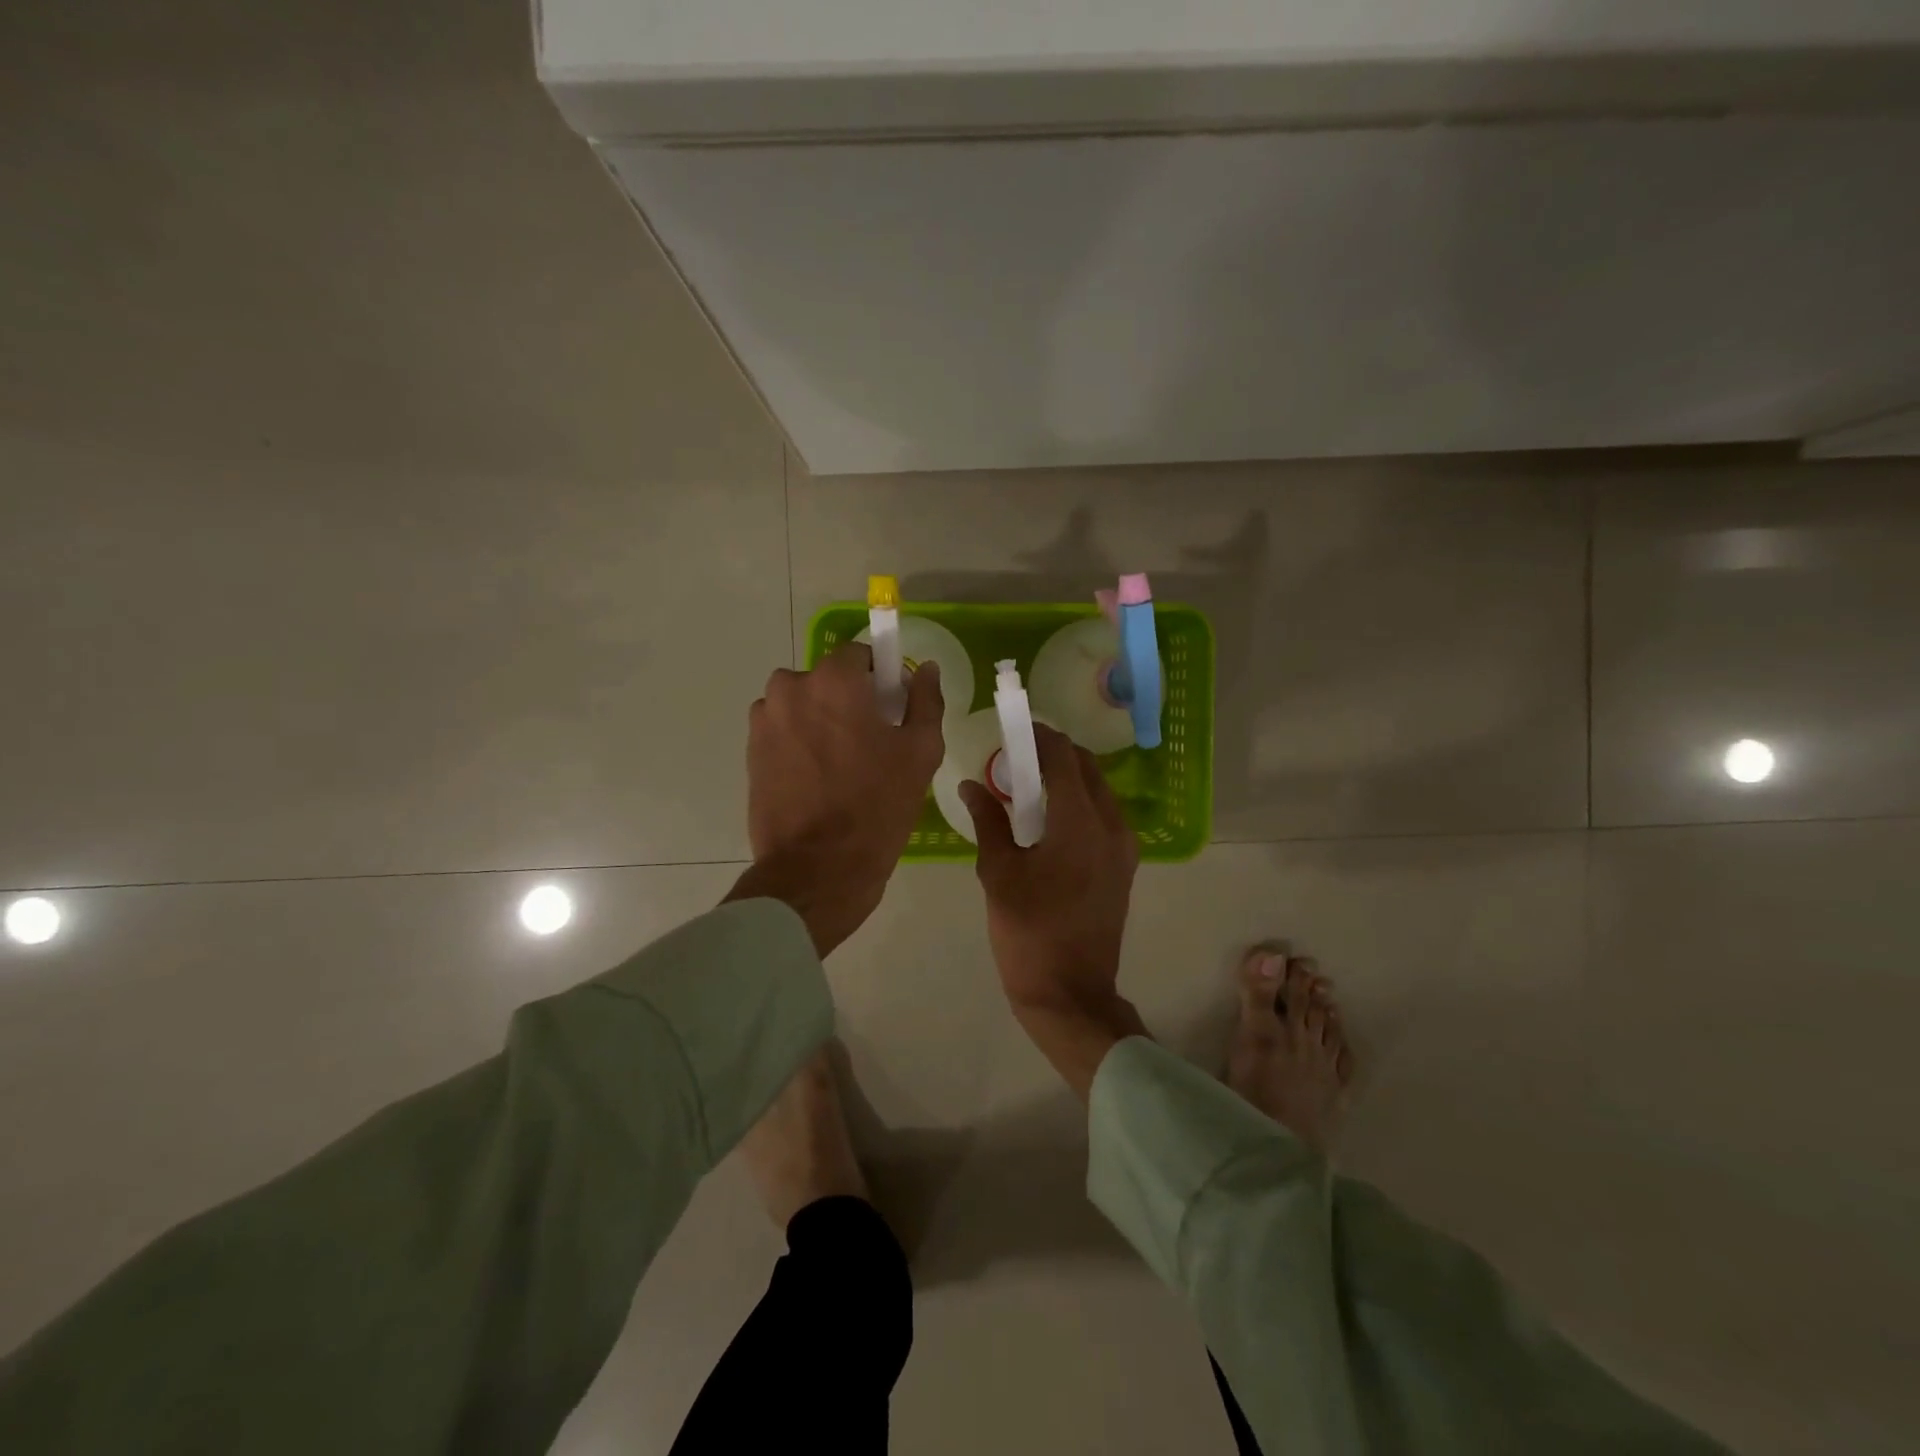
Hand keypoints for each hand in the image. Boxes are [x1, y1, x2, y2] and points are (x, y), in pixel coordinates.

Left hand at [726, 643, 943, 956]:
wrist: (817, 868)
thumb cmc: (877, 806)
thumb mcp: (920, 752)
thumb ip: (926, 701)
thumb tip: (926, 669)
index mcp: (833, 680)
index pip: (860, 656)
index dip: (880, 680)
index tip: (892, 711)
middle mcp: (790, 689)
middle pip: (827, 680)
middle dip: (847, 701)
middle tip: (870, 744)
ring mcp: (764, 721)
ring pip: (802, 706)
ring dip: (820, 722)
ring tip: (841, 768)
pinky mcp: (750, 752)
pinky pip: (783, 733)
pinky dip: (799, 745)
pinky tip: (817, 781)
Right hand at [960, 724, 1146, 1098]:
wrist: (1070, 993)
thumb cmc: (1028, 932)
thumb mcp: (998, 873)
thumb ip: (988, 820)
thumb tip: (971, 785)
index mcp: (1080, 822)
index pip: (1063, 757)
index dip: (1039, 736)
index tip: (1014, 727)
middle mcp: (1111, 825)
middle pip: (1087, 768)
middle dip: (1054, 753)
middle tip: (1017, 757)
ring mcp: (1124, 847)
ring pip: (1099, 790)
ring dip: (1068, 777)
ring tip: (1030, 786)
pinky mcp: (1124, 866)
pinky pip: (1104, 815)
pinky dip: (1079, 802)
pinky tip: (1049, 818)